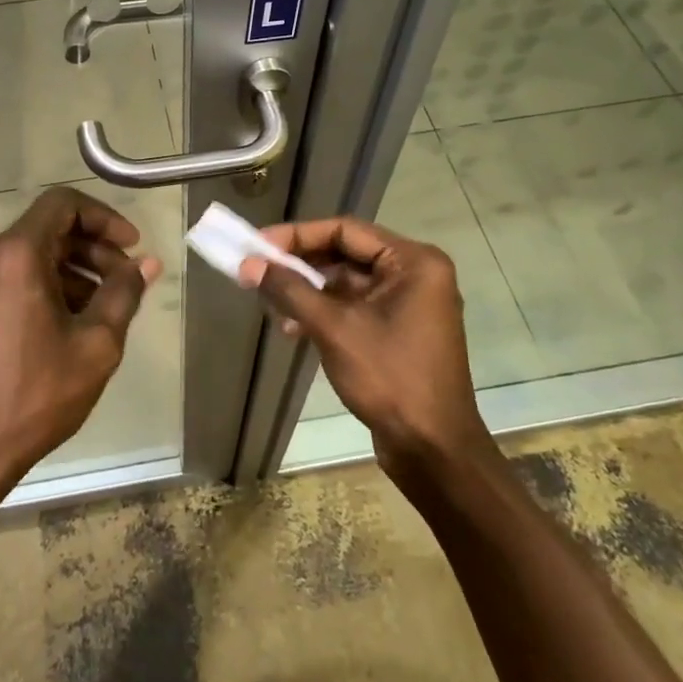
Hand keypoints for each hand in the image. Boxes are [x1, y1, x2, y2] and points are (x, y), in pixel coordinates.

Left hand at [0, 187, 161, 489]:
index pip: (62, 205)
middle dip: (89, 252)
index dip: (103, 219)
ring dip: (63, 272)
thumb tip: (147, 263)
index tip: (130, 247)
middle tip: (122, 283)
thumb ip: (123, 293)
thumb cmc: (34, 396)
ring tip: (94, 310)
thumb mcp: (95, 345)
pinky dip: (31, 287)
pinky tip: (54, 324)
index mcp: (13, 254)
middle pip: (43, 231)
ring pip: (21, 256)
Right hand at [239, 217, 486, 468]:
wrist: (433, 451)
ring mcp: (409, 305)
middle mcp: (415, 275)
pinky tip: (293, 329)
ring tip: (271, 306)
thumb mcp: (334, 328)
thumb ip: (290, 290)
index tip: (258, 245)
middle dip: (300, 265)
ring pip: (347, 283)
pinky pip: (355, 308)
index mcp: (413, 262)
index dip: (297, 235)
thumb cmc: (390, 378)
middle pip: (346, 254)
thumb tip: (249, 264)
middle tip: (257, 271)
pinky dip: (324, 313)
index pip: (345, 230)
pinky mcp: (400, 332)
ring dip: (308, 291)